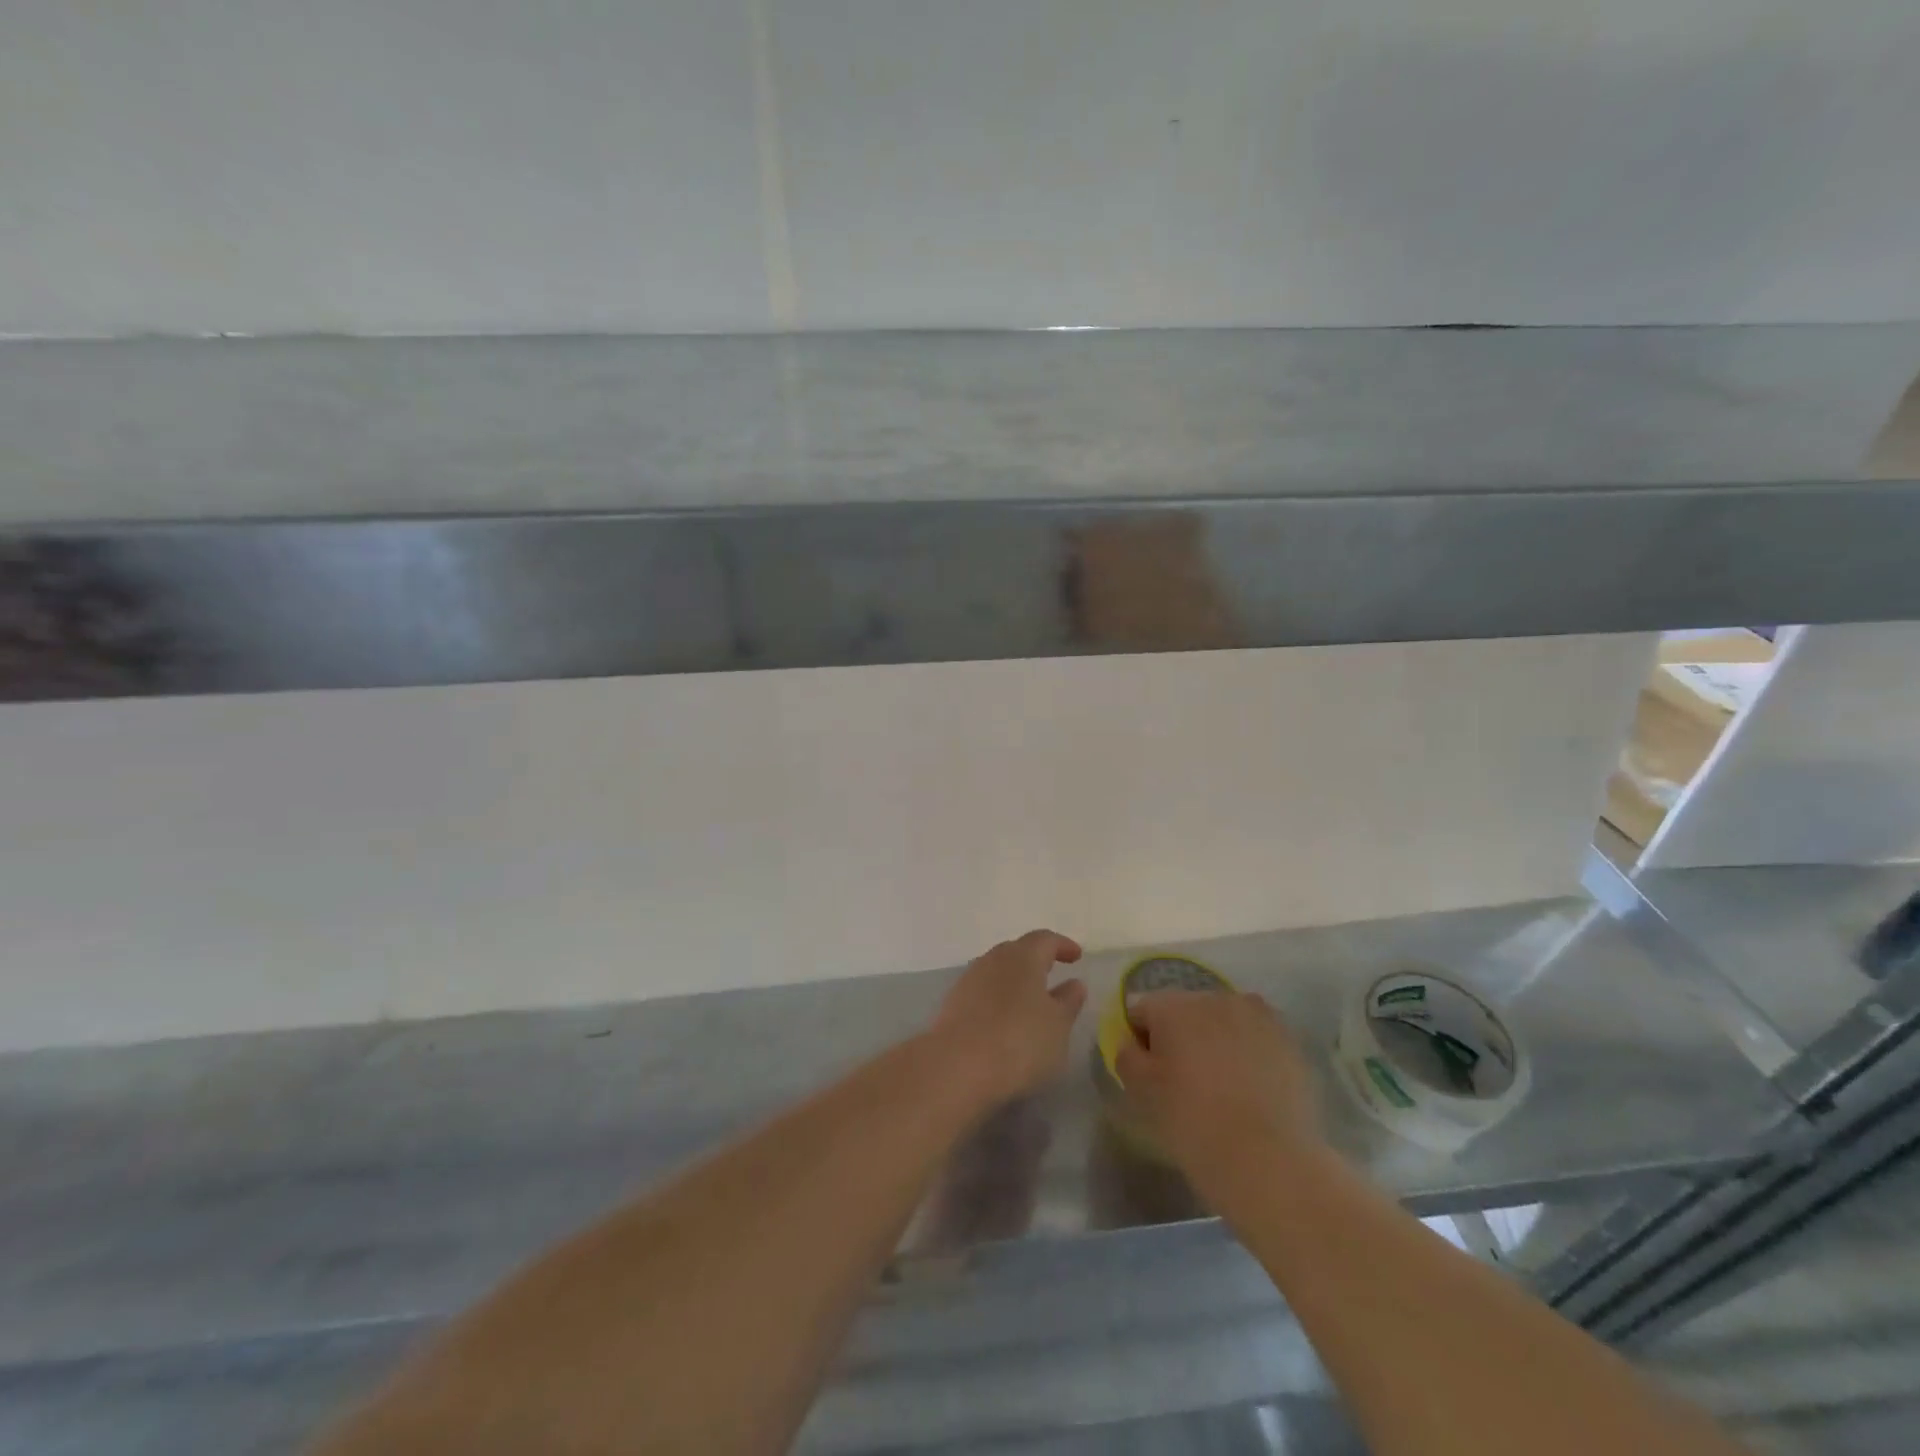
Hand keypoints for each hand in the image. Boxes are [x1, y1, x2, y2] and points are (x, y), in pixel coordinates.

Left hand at [929, 930, 1086, 1107]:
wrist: (956, 1066)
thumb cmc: (1019, 1041)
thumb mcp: (1057, 1026)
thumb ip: (1068, 1002)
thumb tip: (1074, 984)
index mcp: (1023, 956)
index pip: (1045, 939)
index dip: (1062, 945)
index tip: (1076, 956)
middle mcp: (994, 959)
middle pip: (1018, 951)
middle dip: (1036, 960)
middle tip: (1052, 973)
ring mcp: (970, 979)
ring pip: (998, 970)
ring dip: (1015, 980)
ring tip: (1030, 1000)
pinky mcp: (953, 1003)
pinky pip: (983, 991)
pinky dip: (998, 998)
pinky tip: (1005, 1019)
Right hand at [1114, 991, 1322, 1190]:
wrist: (1269, 1160)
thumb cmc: (1193, 1122)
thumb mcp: (1140, 1091)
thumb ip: (1126, 1055)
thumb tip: (1133, 1043)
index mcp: (1173, 1005)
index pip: (1141, 1011)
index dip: (1140, 1042)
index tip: (1149, 1076)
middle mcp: (1214, 996)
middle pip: (1184, 1010)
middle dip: (1180, 1037)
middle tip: (1184, 1082)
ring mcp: (1257, 1015)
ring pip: (1222, 1021)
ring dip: (1216, 1041)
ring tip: (1221, 1086)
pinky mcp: (1289, 1039)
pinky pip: (1255, 1037)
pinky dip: (1248, 1054)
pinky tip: (1251, 1090)